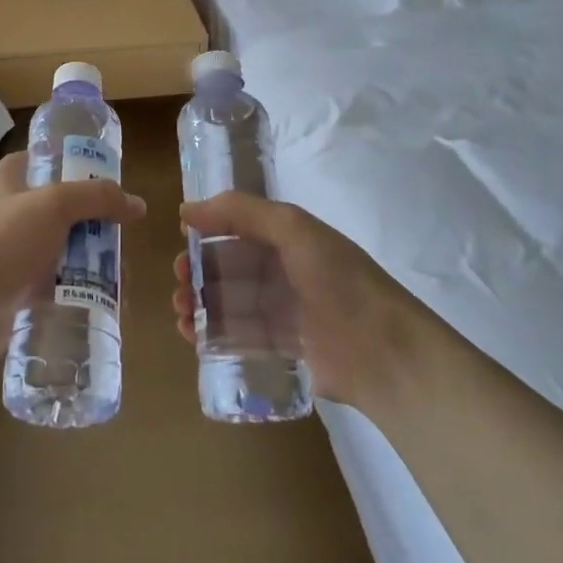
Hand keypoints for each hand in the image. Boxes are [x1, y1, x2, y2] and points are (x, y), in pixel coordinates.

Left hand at [0, 151, 144, 376]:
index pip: (45, 159)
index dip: (76, 164)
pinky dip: (78, 287)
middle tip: (121, 235)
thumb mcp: (55, 205)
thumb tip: (137, 204)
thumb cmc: (6, 241)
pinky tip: (104, 298)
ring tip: (121, 276)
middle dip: (94, 222)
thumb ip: (98, 197)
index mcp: (9, 179)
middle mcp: (8, 210)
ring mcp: (11, 249)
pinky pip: (55, 281)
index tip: (108, 180)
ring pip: (61, 246)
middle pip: (61, 207)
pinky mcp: (16, 286)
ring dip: (90, 258)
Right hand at [174, 192, 426, 410]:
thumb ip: (242, 211)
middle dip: (199, 274)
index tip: (181, 243)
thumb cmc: (338, 282)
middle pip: (231, 268)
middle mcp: (286, 272)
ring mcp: (285, 312)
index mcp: (290, 239)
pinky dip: (215, 335)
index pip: (239, 230)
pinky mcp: (285, 350)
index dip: (208, 234)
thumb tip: (187, 209)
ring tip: (181, 314)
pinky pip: (242, 337)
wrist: (385, 354)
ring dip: (202, 305)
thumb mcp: (293, 229)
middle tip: (178, 285)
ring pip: (232, 303)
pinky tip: (194, 338)